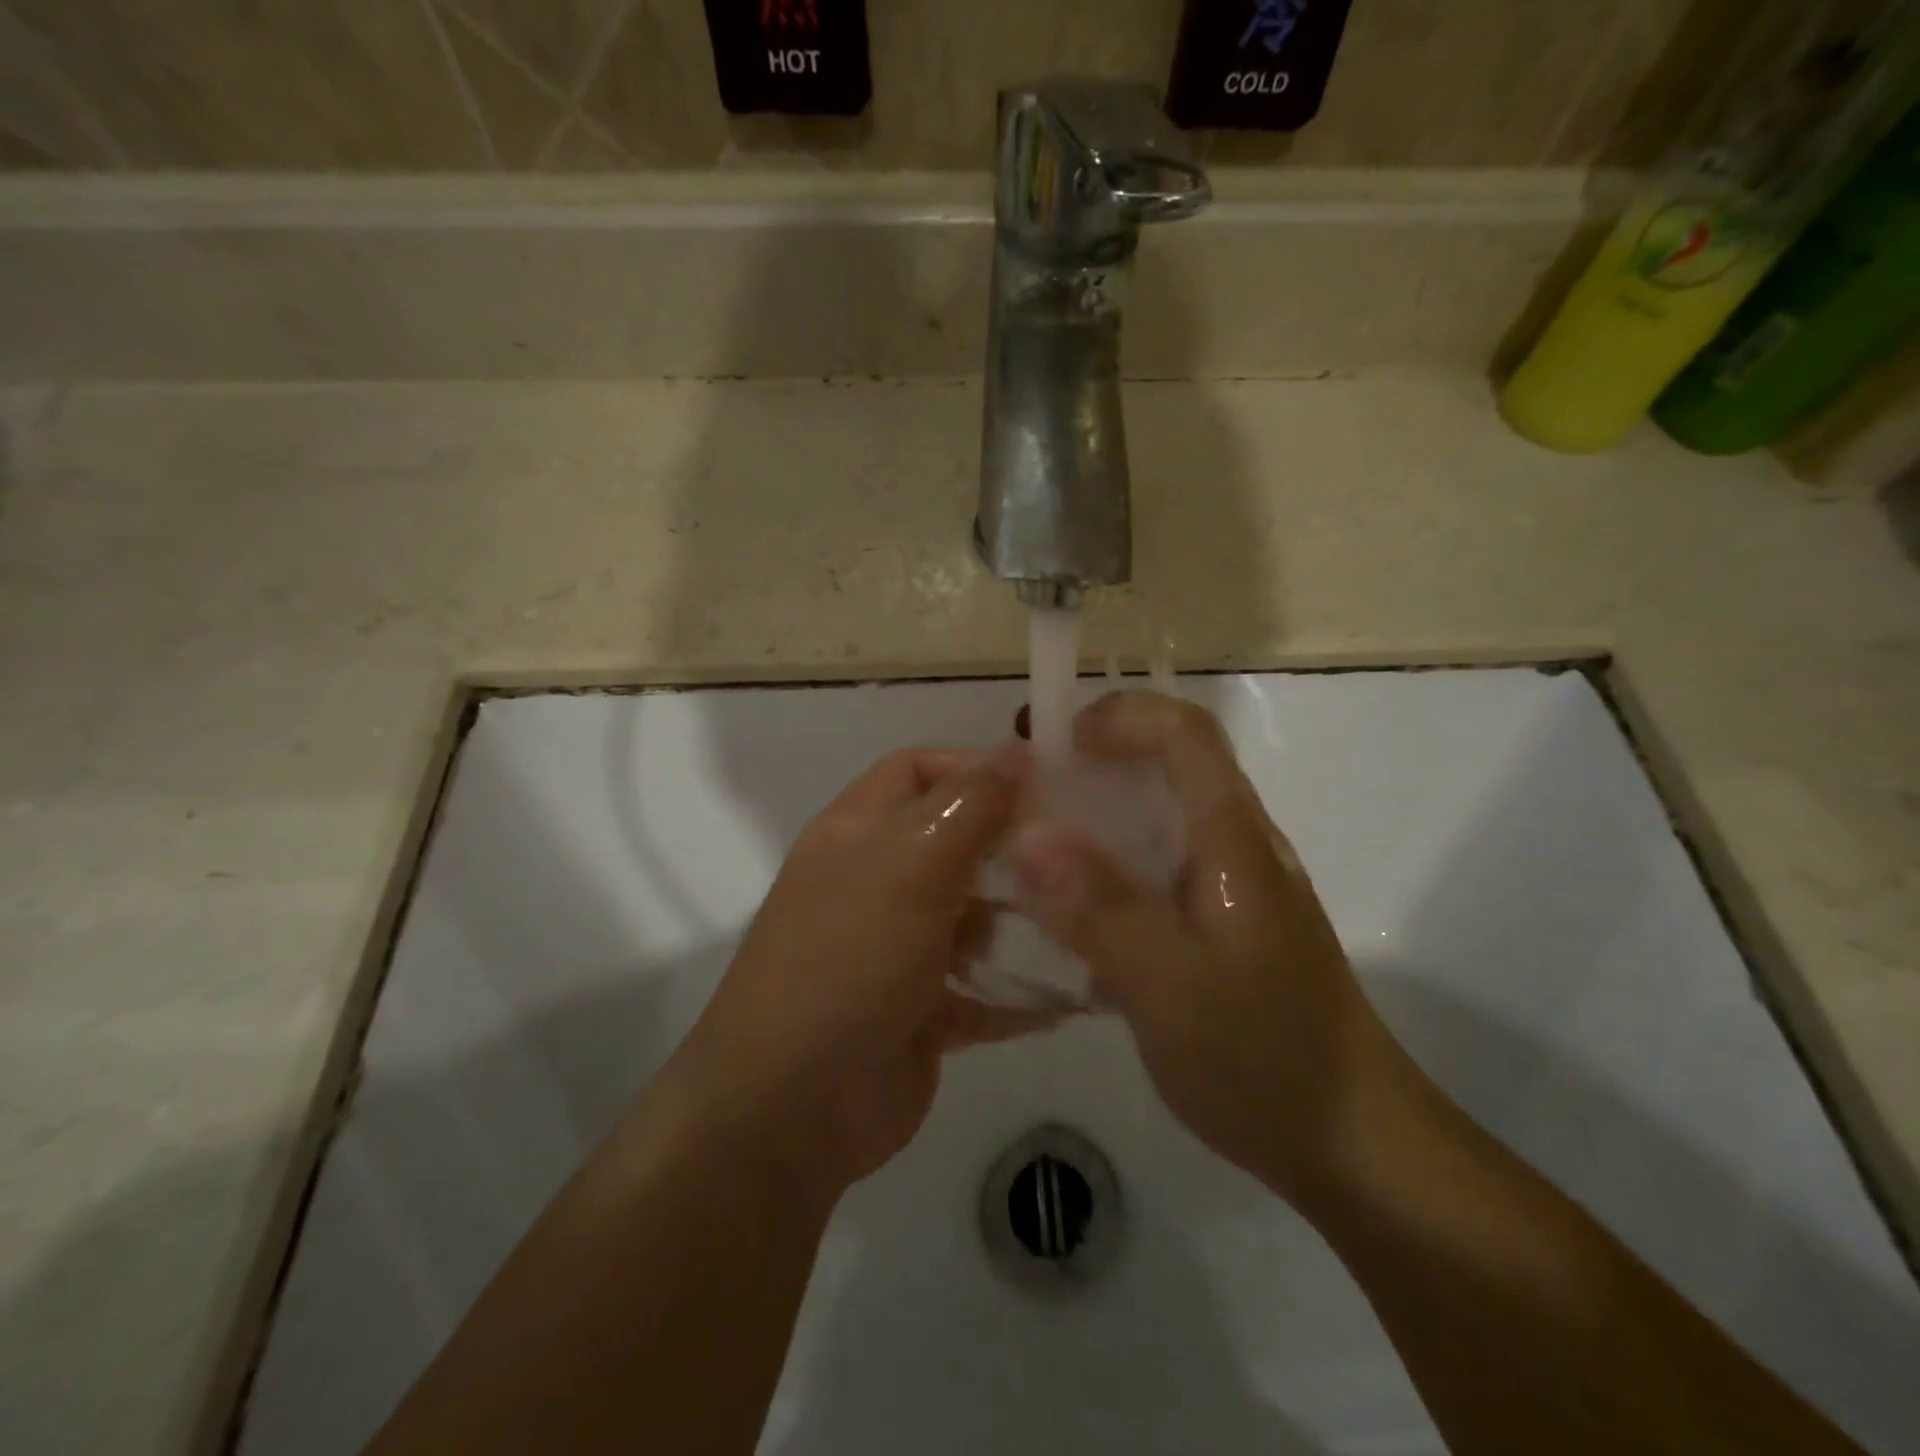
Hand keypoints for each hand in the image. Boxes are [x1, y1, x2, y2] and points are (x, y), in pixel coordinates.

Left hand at [673, 743, 1059, 1199]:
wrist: (791, 1107)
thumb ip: (968, 805)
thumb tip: (1017, 749)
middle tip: (1083, 861)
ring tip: (1091, 926)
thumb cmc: (848, 959)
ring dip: (1027, 923)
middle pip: (956, 844)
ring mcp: (899, 950)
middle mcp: (877, 882)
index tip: (1043, 787)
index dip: (974, 768)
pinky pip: (984, 988)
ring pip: (977, 918)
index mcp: (858, 833)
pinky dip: (1023, 991)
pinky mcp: (923, 1010)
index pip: (917, 770)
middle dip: (1015, 850)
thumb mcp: (909, 865)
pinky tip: (1077, 996)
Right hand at [1014, 690, 1411, 1203]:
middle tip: (1024, 790)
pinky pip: (1160, 866)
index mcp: (1235, 841)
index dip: (1118, 716)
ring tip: (1032, 845)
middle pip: (1171, 765)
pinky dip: (1111, 864)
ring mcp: (1235, 886)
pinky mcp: (1225, 922)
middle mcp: (1239, 846)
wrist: (1354, 1142)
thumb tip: (1030, 838)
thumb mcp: (1168, 987)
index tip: (1050, 742)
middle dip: (1095, 759)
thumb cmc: (1265, 1059)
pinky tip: (1073, 907)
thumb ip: (1099, 908)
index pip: (1184, 733)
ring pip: (1162, 817)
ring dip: (1098, 812)